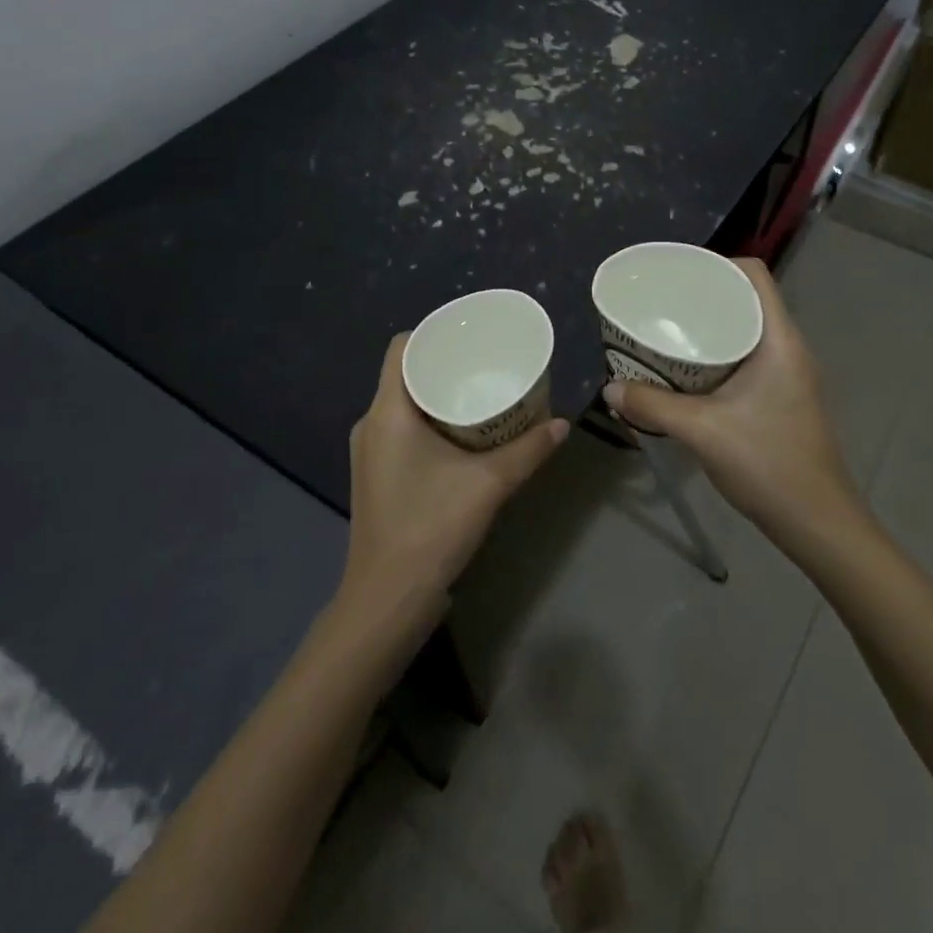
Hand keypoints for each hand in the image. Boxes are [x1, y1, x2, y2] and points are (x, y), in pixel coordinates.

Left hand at [343, 334, 568, 632]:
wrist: (388, 599)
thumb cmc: (431, 528)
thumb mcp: (489, 484)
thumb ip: (529, 451)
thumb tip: (562, 424)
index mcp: (388, 412)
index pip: (401, 348)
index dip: (434, 334)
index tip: (471, 336)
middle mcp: (371, 424)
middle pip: (406, 373)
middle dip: (446, 364)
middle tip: (488, 362)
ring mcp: (370, 451)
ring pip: (404, 403)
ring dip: (439, 394)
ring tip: (482, 392)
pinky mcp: (377, 474)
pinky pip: (403, 428)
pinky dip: (431, 420)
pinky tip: (464, 433)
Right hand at [602, 258, 862, 546]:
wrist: (816, 521)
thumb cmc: (767, 463)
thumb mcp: (702, 431)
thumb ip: (652, 406)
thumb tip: (610, 389)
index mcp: (779, 340)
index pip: (755, 275)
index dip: (718, 264)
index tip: (678, 275)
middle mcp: (788, 348)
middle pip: (747, 300)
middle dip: (704, 297)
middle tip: (662, 304)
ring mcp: (788, 375)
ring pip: (746, 331)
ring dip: (710, 329)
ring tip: (668, 334)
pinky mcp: (782, 398)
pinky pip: (746, 358)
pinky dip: (717, 356)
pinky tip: (687, 374)